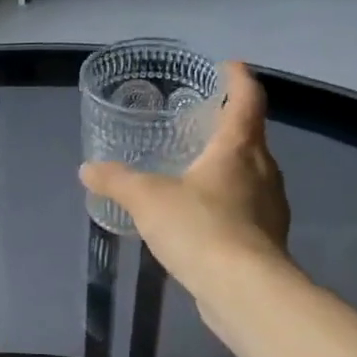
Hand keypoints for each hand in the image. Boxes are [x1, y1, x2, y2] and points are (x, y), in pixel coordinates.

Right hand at [80, 61, 294, 338]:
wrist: (244, 290)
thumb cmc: (200, 228)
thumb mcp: (146, 199)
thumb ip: (116, 180)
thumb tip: (87, 169)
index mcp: (238, 149)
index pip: (247, 100)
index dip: (238, 79)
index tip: (228, 66)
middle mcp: (262, 171)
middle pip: (251, 136)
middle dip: (228, 125)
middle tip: (199, 121)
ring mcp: (269, 207)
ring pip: (250, 174)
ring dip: (227, 165)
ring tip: (194, 168)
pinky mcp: (265, 240)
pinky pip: (245, 207)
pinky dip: (225, 201)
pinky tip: (200, 215)